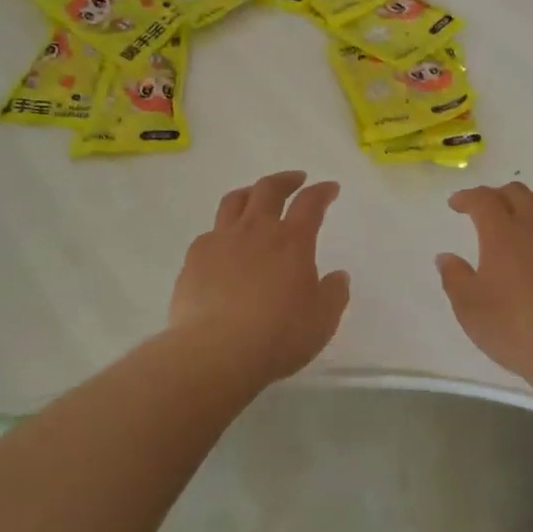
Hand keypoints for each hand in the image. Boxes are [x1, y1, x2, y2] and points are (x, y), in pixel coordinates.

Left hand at [170, 171, 350, 382]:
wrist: (216, 351)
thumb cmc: (278, 335)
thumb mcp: (322, 320)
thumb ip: (334, 294)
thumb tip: (338, 276)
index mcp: (292, 241)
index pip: (310, 203)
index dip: (322, 192)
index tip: (330, 188)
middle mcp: (256, 231)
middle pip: (269, 189)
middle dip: (285, 180)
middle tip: (295, 180)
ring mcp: (221, 241)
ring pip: (234, 201)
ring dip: (250, 193)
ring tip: (255, 197)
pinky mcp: (194, 259)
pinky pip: (210, 233)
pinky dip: (222, 231)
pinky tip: (224, 245)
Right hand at [437, 184, 532, 386]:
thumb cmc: (514, 328)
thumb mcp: (469, 308)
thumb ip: (455, 278)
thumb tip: (446, 257)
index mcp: (502, 233)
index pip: (483, 199)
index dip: (467, 197)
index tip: (456, 204)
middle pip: (517, 192)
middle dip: (497, 195)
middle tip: (486, 211)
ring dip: (530, 201)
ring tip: (522, 217)